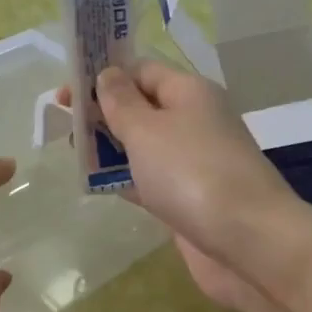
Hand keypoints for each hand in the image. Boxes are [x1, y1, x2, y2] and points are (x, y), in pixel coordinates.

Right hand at [88, 61, 299, 311]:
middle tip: (65, 128)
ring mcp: (195, 162)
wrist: (247, 240)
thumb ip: (121, 102)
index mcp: (190, 92)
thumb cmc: (191, 173)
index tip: (66, 96)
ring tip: (75, 157)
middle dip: (105, 114)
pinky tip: (100, 186)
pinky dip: (127, 180)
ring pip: (146, 146)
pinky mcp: (191, 198)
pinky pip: (152, 180)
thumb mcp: (147, 129)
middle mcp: (196, 121)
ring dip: (112, 149)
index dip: (104, 77)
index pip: (142, 71)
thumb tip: (108, 74)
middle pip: (143, 108)